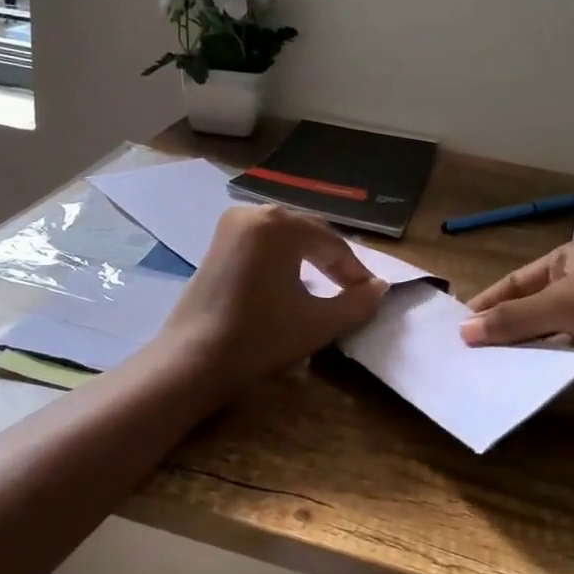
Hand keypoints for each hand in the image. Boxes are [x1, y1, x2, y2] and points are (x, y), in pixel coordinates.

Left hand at [153, 205, 388, 395]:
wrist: (192, 360)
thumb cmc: (260, 338)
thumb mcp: (318, 323)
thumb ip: (357, 303)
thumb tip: (381, 288)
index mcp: (279, 224)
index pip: (332, 244)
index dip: (356, 271)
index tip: (371, 294)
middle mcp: (254, 213)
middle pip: (308, 234)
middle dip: (333, 261)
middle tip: (353, 290)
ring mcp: (230, 225)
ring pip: (285, 237)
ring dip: (309, 258)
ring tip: (328, 286)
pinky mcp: (217, 243)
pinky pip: (263, 243)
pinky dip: (283, 259)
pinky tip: (292, 282)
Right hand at [460, 240, 573, 403]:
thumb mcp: (560, 301)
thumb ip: (512, 319)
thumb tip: (463, 332)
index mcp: (570, 263)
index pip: (517, 282)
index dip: (488, 302)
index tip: (458, 325)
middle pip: (531, 316)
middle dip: (503, 335)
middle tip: (465, 357)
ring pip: (548, 346)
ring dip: (522, 360)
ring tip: (483, 378)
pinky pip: (568, 373)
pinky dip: (547, 382)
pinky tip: (518, 394)